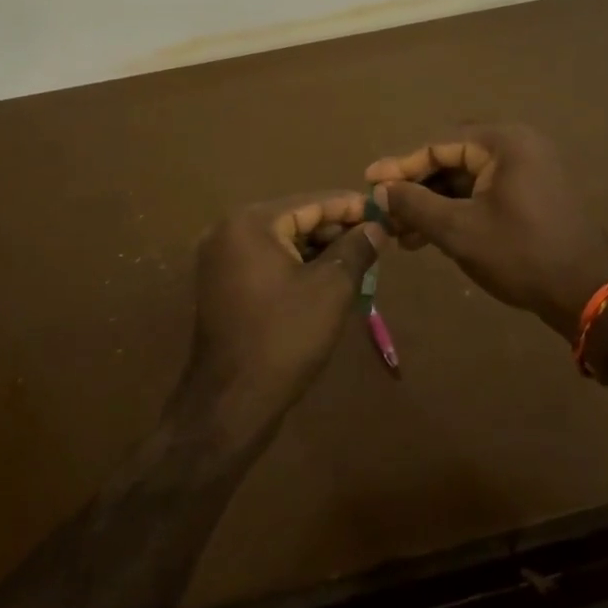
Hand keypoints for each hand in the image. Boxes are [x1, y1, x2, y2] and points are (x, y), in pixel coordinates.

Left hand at [176, 192, 384, 450]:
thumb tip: (377, 226)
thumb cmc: (284, 338)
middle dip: (336, 230)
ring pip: (283, 242)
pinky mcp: (223, 286)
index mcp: (251, 223)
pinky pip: (268, 263)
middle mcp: (229, 231)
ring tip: (360, 261)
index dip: (352, 207)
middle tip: (376, 240)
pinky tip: (329, 280)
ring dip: (319, 250)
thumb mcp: (331, 288)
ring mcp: (221, 260)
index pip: (312, 202)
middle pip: (295, 219)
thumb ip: (357, 248)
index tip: (385, 212)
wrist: (231, 404)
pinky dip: (298, 267)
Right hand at [365, 124, 607, 340]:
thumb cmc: (521, 254)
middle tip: (383, 209)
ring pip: (466, 180)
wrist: (588, 293)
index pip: (439, 145)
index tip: (368, 182)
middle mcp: (517, 146)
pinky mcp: (531, 194)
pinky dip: (457, 210)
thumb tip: (381, 189)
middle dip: (416, 188)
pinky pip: (483, 192)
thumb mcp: (460, 230)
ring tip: (401, 234)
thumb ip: (416, 204)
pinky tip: (430, 236)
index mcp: (504, 142)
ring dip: (433, 204)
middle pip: (451, 160)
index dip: (400, 165)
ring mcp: (528, 170)